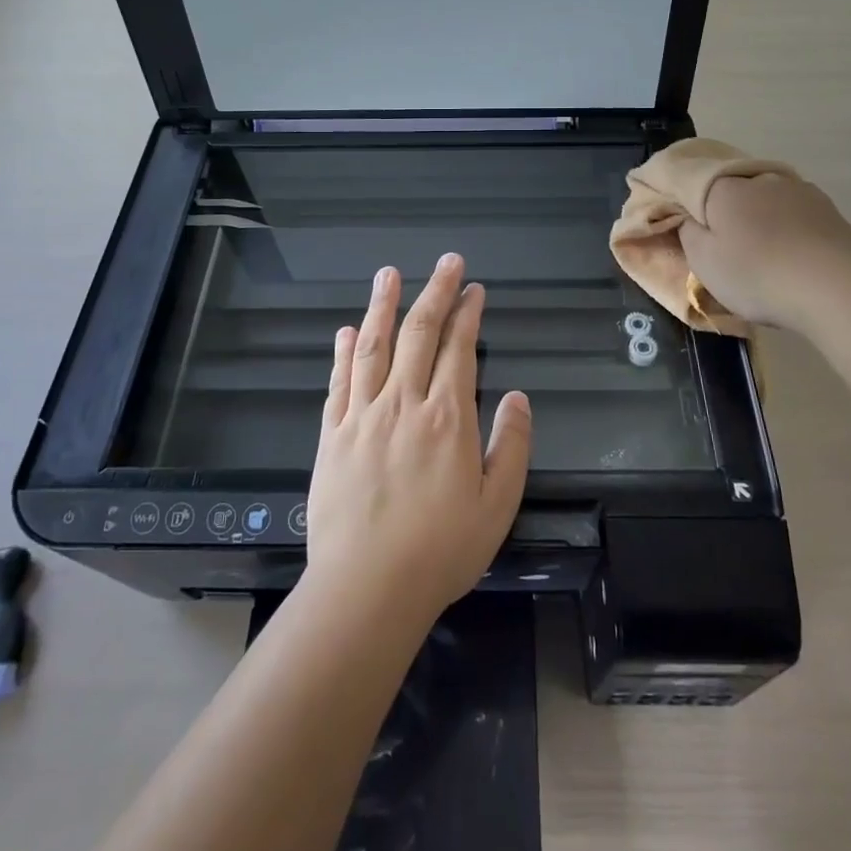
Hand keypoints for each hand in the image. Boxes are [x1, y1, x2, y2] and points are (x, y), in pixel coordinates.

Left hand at [305, 254, 532, 625]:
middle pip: (419, 334)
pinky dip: (344, 351)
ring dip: (383, 306)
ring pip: (374, 346)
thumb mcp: (497, 505)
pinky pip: (340, 381)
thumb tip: (517, 398)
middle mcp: (404, 403)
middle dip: (435, 292)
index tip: (474, 290)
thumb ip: (512, 446)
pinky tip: (348, 330)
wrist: (367, 588)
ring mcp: (363, 415)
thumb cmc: (441, 550)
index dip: (468, 314)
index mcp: (447, 417)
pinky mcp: (333, 434)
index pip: (458, 349)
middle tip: (446, 262)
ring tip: (389, 274)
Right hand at [679, 171, 850, 328]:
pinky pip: (797, 216)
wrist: (832, 288)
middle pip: (734, 192)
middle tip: (727, 247)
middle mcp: (761, 179)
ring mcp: (800, 191)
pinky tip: (793, 257)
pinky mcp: (830, 211)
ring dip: (762, 221)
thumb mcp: (703, 261)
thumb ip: (688, 233)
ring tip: (765, 255)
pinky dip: (790, 230)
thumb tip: (690, 218)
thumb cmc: (754, 273)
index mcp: (724, 187)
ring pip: (769, 202)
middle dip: (728, 213)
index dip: (689, 206)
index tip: (689, 229)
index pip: (694, 184)